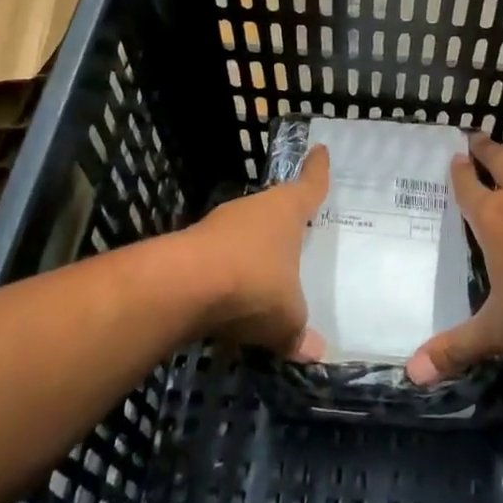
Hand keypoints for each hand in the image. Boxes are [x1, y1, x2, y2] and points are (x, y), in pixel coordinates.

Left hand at [185, 145, 328, 358]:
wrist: (182, 286)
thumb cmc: (253, 284)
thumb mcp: (286, 317)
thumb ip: (299, 332)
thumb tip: (316, 353)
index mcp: (286, 211)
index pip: (309, 185)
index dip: (318, 170)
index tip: (320, 150)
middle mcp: (253, 209)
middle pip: (274, 207)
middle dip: (284, 217)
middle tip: (298, 225)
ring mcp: (218, 225)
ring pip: (244, 232)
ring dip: (253, 248)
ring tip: (266, 269)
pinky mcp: (190, 246)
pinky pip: (220, 257)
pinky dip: (228, 272)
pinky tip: (232, 295)